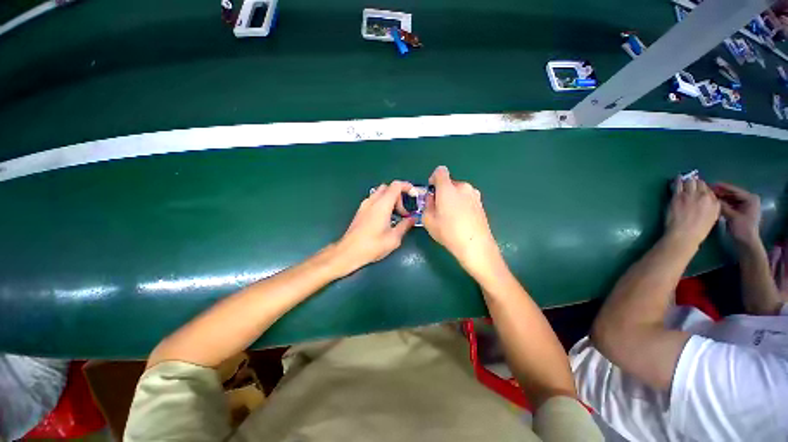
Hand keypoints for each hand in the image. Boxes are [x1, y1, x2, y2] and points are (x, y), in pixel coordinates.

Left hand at [332, 181, 415, 275]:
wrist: (348, 252)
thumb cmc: (372, 245)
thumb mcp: (394, 238)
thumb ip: (405, 225)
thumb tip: (412, 219)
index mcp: (382, 205)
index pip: (396, 186)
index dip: (407, 187)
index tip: (414, 195)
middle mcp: (372, 201)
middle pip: (388, 188)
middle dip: (399, 196)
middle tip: (404, 212)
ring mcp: (364, 205)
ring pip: (380, 194)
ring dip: (390, 200)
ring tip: (395, 216)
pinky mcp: (360, 211)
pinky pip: (374, 200)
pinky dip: (382, 204)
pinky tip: (385, 219)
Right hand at [422, 166, 502, 278]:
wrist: (475, 245)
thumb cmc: (448, 232)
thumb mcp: (428, 220)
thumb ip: (427, 204)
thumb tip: (432, 198)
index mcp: (448, 188)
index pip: (440, 171)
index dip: (433, 179)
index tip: (432, 192)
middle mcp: (463, 187)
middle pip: (449, 183)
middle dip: (442, 192)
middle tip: (439, 209)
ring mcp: (475, 195)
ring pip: (459, 192)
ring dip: (453, 198)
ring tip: (451, 216)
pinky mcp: (481, 204)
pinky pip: (467, 199)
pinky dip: (462, 204)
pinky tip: (461, 220)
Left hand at [665, 176, 719, 248]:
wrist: (684, 234)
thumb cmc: (698, 230)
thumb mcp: (712, 218)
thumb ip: (712, 207)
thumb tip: (709, 200)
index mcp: (714, 202)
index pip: (709, 190)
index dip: (703, 188)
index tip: (699, 188)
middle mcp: (704, 196)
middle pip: (700, 184)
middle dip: (696, 182)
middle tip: (691, 181)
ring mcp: (690, 195)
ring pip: (690, 182)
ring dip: (687, 180)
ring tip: (684, 178)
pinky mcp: (678, 196)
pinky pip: (678, 184)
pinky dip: (678, 180)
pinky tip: (677, 177)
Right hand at [713, 182, 761, 244]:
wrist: (746, 242)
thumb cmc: (742, 228)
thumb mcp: (732, 216)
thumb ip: (722, 206)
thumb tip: (711, 197)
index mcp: (750, 199)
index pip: (734, 190)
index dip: (722, 187)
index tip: (710, 184)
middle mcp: (748, 200)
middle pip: (732, 194)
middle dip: (720, 193)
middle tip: (706, 191)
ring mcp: (743, 206)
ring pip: (729, 199)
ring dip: (720, 198)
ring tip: (707, 196)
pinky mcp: (739, 211)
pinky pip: (729, 204)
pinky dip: (722, 203)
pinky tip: (712, 203)